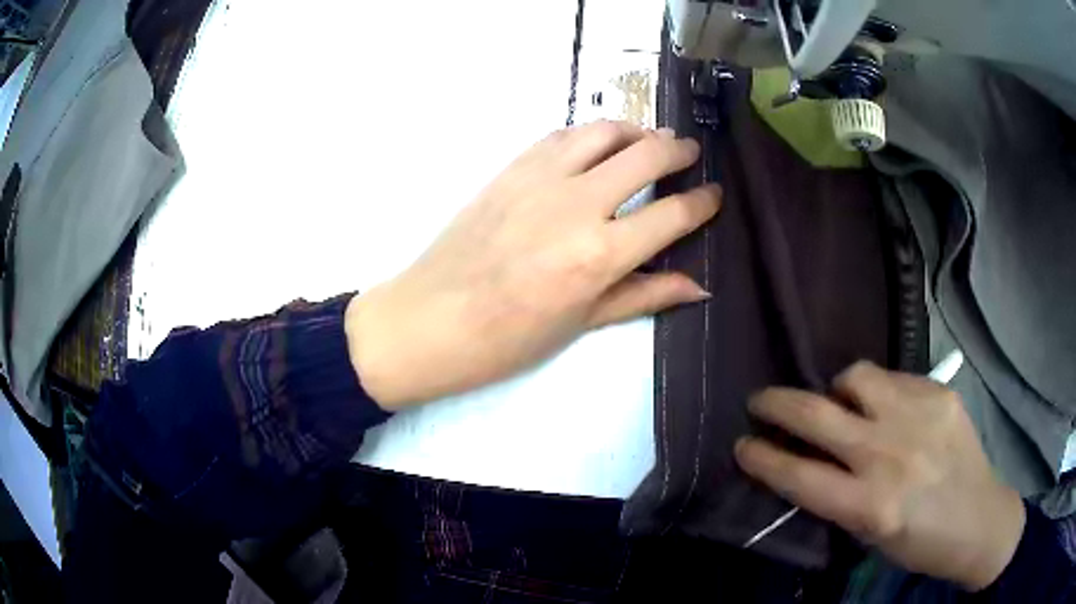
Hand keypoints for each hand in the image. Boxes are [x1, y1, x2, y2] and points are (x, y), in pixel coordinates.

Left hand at [346, 121, 721, 409]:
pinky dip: (590, 133)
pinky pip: (561, 134)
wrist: (430, 319)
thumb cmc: (507, 338)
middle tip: (690, 154)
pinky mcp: (511, 167)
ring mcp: (540, 177)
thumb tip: (700, 288)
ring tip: (648, 141)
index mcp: (600, 254)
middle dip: (678, 150)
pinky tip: (597, 146)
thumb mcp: (583, 323)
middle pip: (646, 154)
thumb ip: (644, 294)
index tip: (714, 195)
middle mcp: (577, 203)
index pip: (672, 214)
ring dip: (635, 130)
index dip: (702, 202)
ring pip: (604, 130)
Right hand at [735, 361, 1024, 590]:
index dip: (761, 457)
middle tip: (760, 401)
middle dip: (776, 404)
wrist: (978, 518)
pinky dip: (877, 390)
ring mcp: (918, 415)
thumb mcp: (869, 537)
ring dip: (837, 390)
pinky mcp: (939, 393)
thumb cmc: (919, 543)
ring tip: (842, 403)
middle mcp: (890, 454)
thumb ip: (837, 497)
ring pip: (855, 377)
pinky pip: (892, 377)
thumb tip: (806, 461)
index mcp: (869, 506)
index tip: (742, 445)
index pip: (797, 475)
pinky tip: (887, 408)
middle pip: (817, 414)